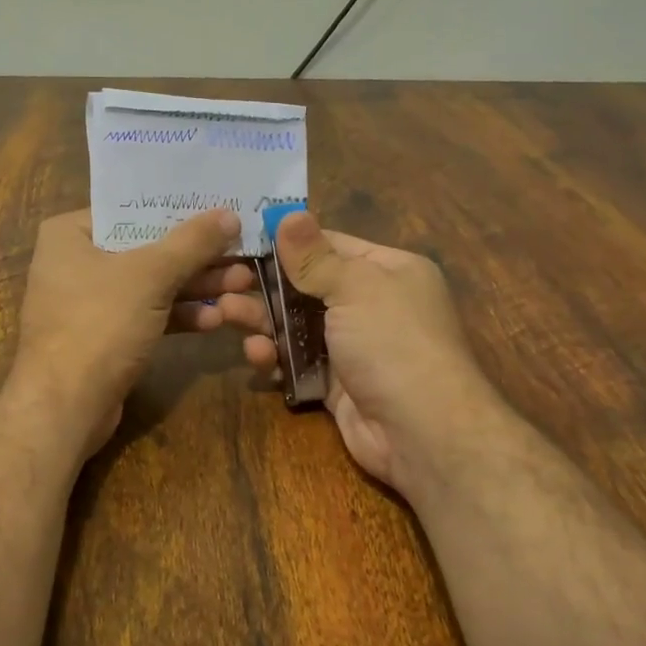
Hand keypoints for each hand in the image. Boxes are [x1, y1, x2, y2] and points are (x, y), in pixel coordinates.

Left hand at [8, 208, 271, 454]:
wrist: (64, 407)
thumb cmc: (99, 324)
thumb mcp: (150, 275)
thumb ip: (192, 242)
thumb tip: (229, 215)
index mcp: (70, 234)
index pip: (131, 209)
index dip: (179, 210)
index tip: (222, 210)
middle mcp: (74, 262)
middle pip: (146, 248)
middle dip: (196, 257)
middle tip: (242, 256)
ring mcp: (87, 303)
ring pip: (150, 284)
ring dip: (194, 287)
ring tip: (241, 286)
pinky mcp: (103, 337)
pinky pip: (145, 315)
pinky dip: (176, 315)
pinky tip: (213, 321)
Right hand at [240, 212, 497, 493]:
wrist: (422, 432)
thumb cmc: (393, 343)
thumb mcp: (355, 288)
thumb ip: (314, 256)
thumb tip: (287, 214)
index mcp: (389, 271)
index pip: (330, 246)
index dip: (288, 243)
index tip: (242, 240)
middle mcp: (373, 305)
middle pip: (307, 287)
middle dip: (266, 286)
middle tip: (224, 284)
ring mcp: (353, 346)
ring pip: (297, 325)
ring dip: (263, 321)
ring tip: (226, 315)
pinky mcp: (335, 383)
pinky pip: (298, 362)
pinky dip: (276, 358)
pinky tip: (257, 356)